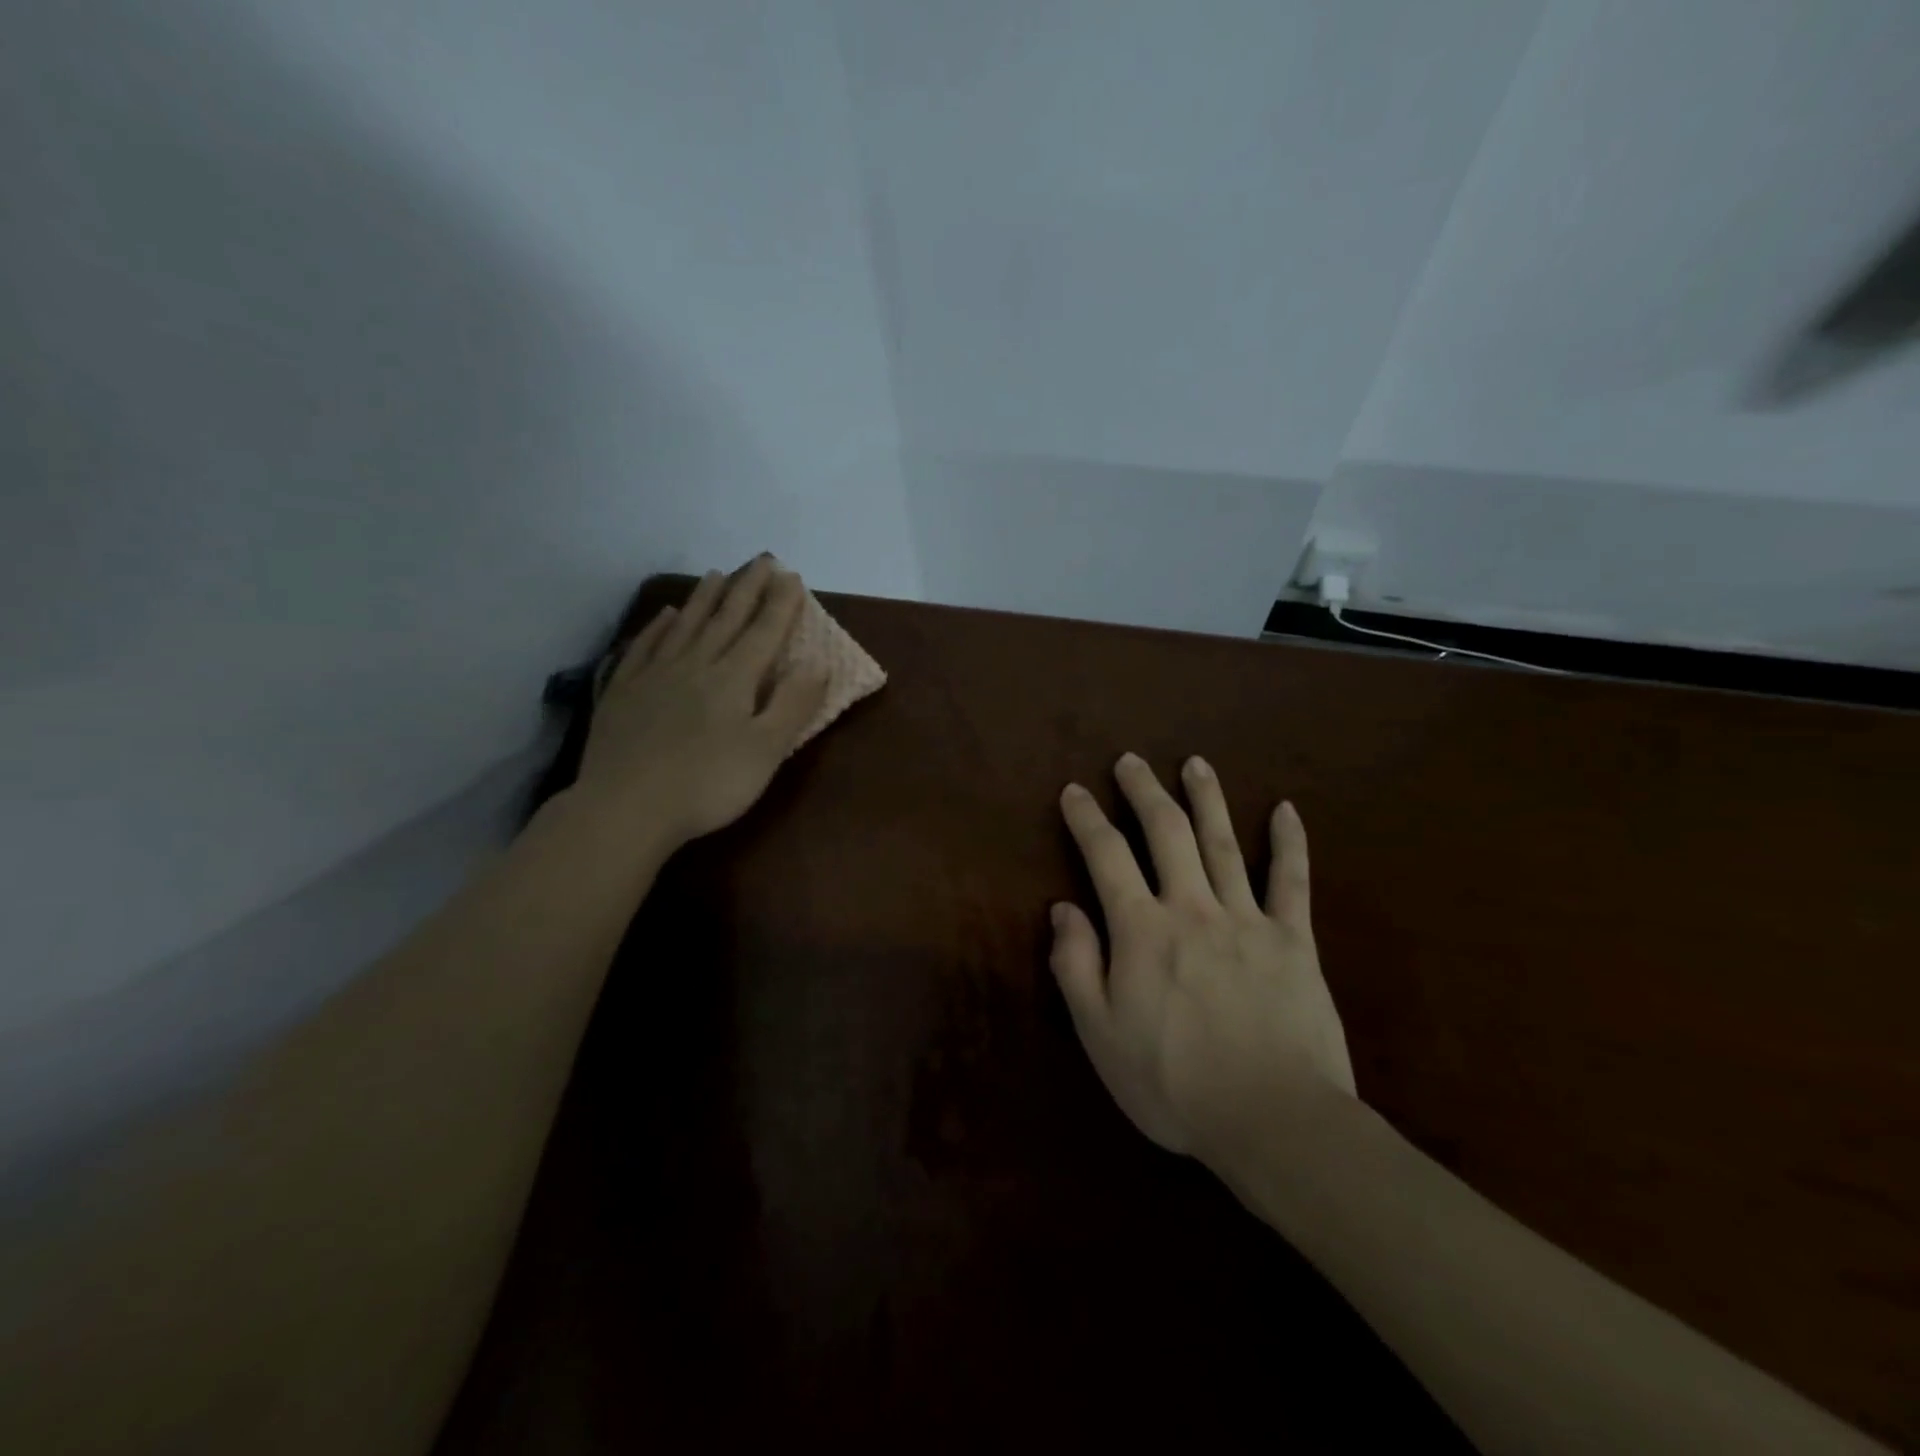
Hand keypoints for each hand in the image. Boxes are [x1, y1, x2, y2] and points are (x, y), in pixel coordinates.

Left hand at [572, 557, 828, 846]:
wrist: (626, 807)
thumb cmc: (708, 784)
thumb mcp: (767, 750)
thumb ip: (794, 704)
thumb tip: (818, 663)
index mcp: (734, 679)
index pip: (764, 632)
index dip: (781, 604)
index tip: (792, 575)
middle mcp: (696, 665)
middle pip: (726, 619)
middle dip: (748, 588)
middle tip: (762, 560)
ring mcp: (655, 675)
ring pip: (686, 626)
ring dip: (705, 599)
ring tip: (718, 575)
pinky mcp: (624, 692)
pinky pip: (644, 648)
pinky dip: (658, 628)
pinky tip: (665, 616)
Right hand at [1051, 753, 1355, 1164]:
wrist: (1273, 1121)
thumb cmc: (1173, 1084)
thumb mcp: (1100, 1035)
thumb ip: (1076, 966)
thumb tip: (1064, 908)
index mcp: (1142, 930)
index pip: (1107, 856)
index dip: (1087, 819)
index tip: (1074, 792)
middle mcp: (1192, 908)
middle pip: (1166, 832)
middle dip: (1144, 791)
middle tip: (1131, 760)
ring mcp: (1247, 919)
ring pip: (1223, 842)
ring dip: (1206, 798)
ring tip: (1195, 762)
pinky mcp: (1294, 940)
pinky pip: (1292, 881)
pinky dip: (1289, 843)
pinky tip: (1286, 809)